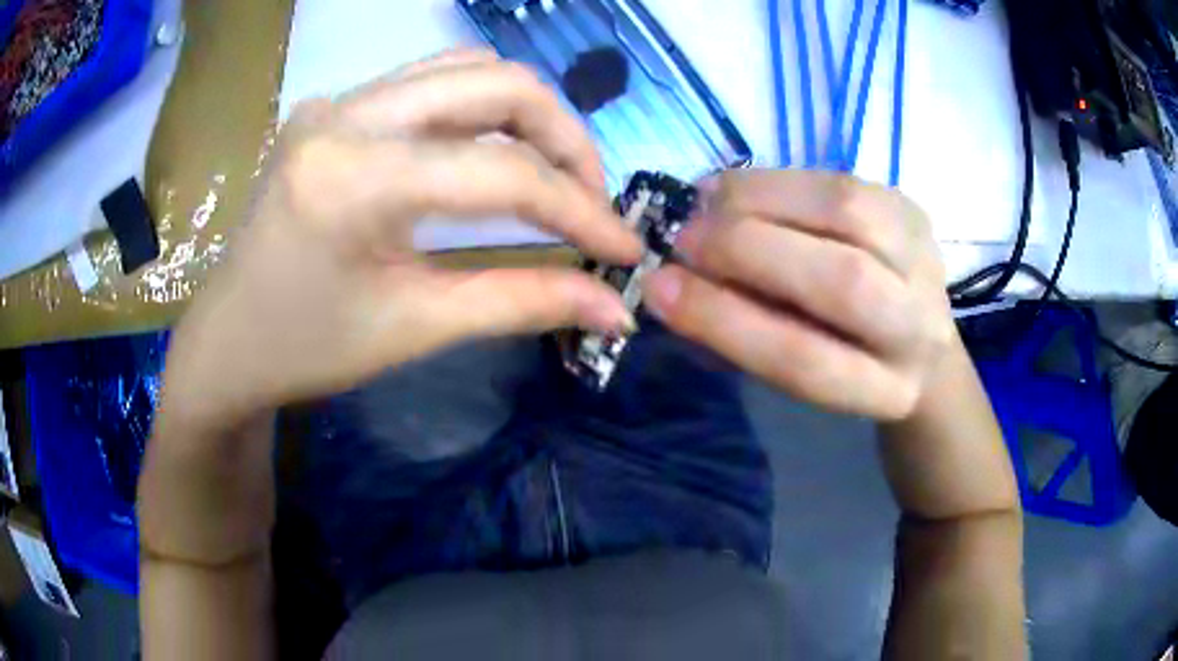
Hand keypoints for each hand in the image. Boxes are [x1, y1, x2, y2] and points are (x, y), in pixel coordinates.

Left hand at [163, 49, 640, 424]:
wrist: (230, 338)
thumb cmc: (306, 347)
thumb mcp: (414, 327)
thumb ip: (521, 302)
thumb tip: (614, 307)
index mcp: (353, 178)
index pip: (499, 172)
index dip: (579, 209)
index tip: (625, 247)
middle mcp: (346, 114)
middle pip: (495, 82)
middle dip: (564, 138)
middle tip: (591, 199)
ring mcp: (338, 100)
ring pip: (467, 69)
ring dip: (527, 115)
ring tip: (552, 174)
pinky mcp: (337, 106)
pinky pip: (432, 82)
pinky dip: (483, 110)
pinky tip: (494, 152)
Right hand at [643, 170, 955, 420]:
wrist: (919, 342)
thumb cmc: (845, 363)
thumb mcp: (799, 377)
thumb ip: (749, 336)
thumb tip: (677, 285)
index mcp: (886, 390)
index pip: (805, 360)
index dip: (726, 321)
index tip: (659, 289)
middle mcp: (919, 328)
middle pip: (841, 281)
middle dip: (746, 249)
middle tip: (684, 239)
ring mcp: (924, 259)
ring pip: (848, 212)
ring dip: (761, 199)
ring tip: (707, 203)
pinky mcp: (912, 211)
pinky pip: (839, 180)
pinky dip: (777, 179)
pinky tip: (737, 188)